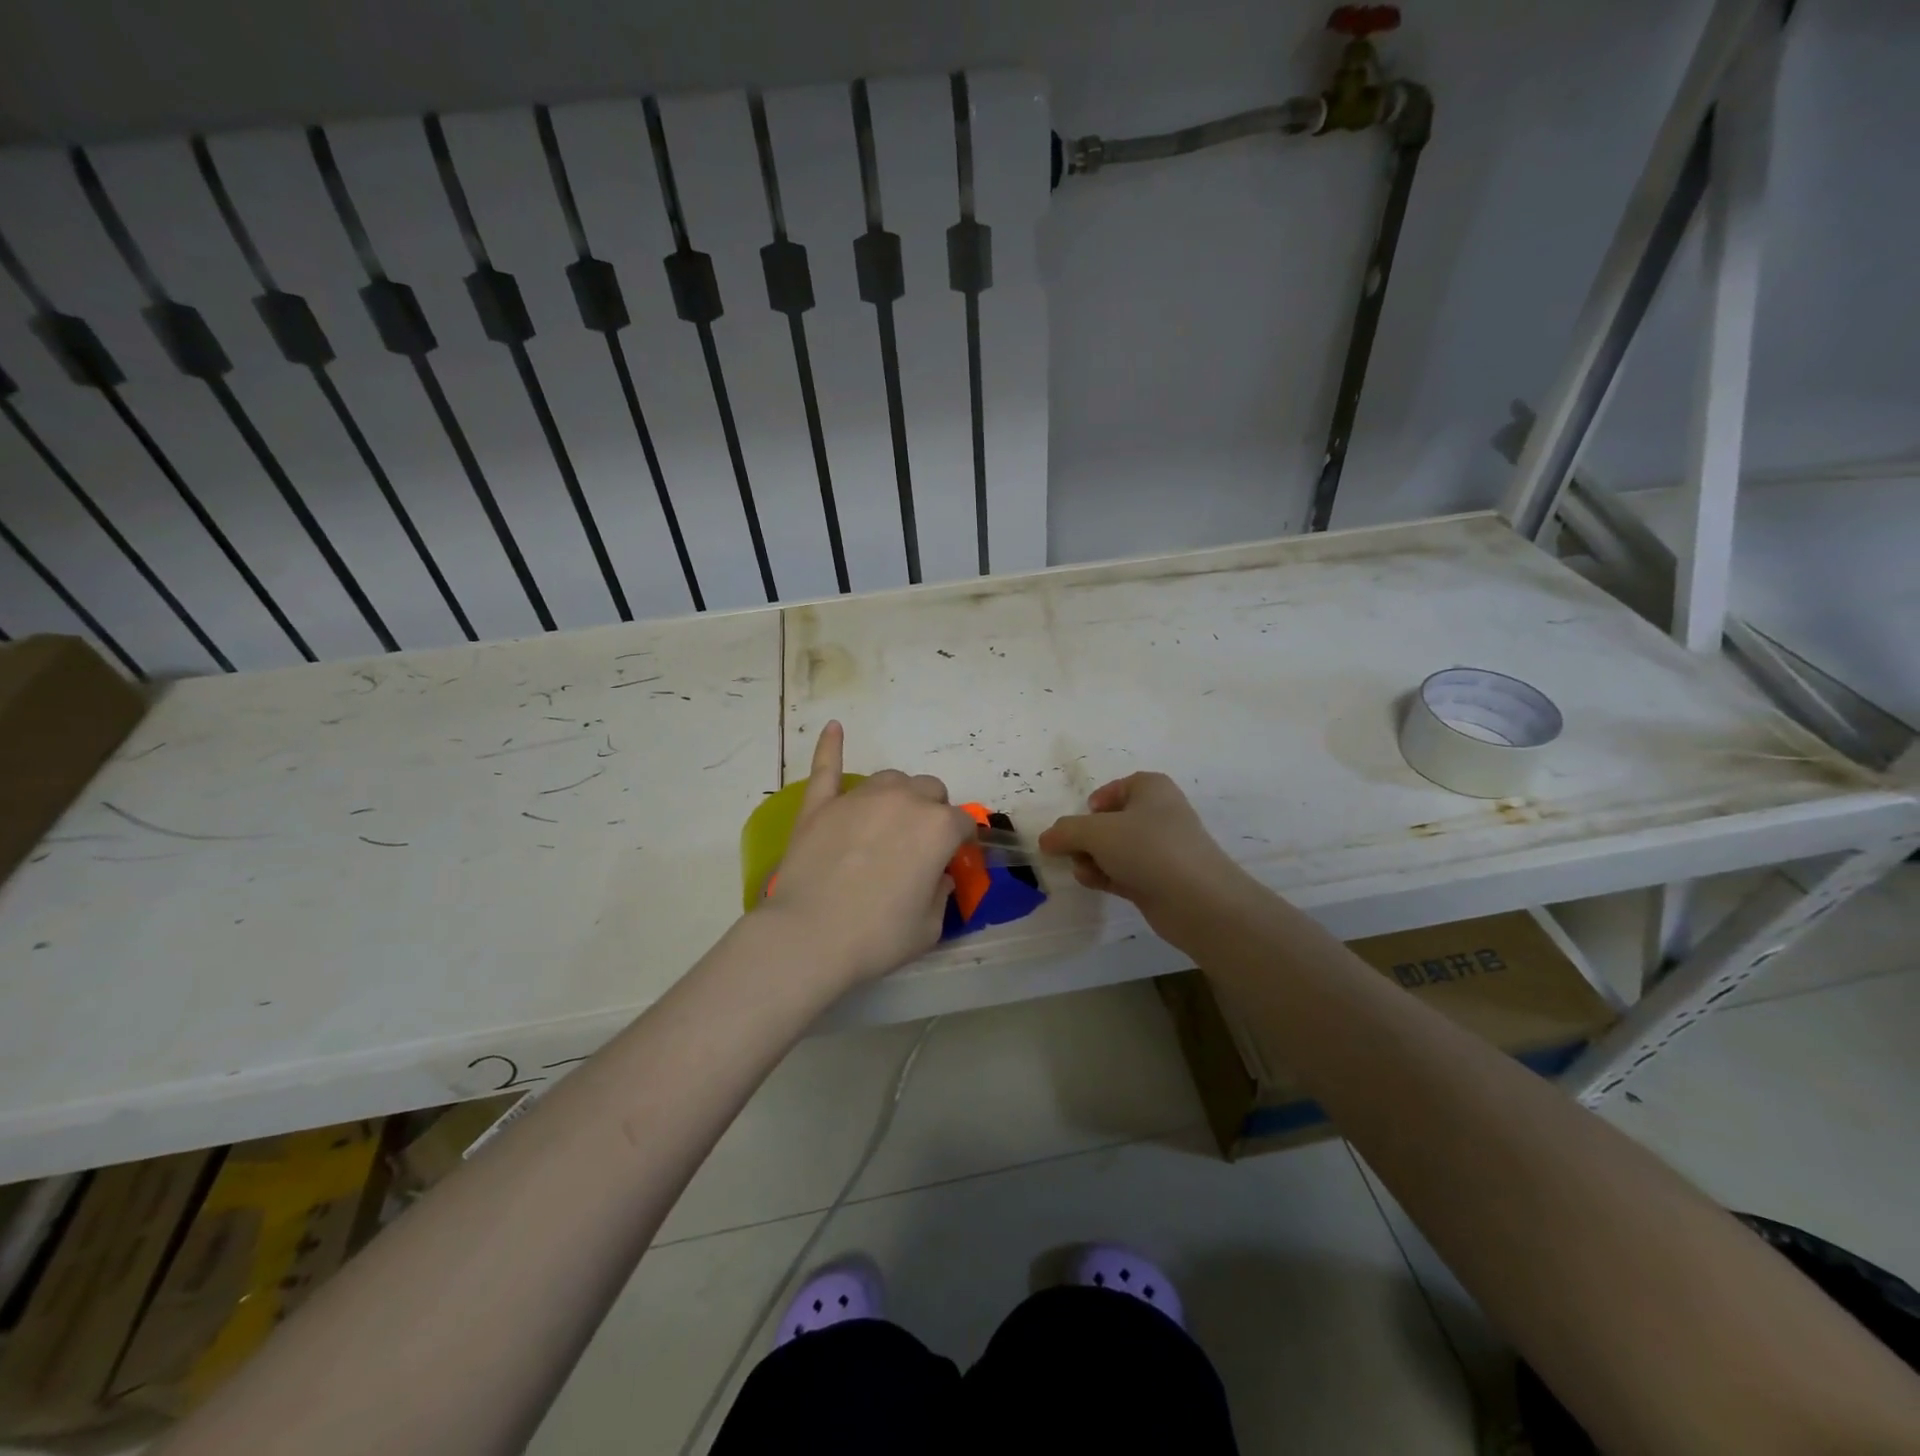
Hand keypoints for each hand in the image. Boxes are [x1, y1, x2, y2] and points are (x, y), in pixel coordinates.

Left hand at [763, 722, 975, 989]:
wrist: (809, 937)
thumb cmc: (878, 937)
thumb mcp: (929, 927)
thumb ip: (941, 894)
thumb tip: (937, 876)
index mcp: (938, 828)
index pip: (962, 823)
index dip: (960, 843)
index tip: (951, 861)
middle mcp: (903, 800)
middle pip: (929, 790)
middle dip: (931, 812)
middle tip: (916, 846)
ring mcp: (858, 798)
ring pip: (890, 779)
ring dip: (897, 795)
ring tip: (886, 822)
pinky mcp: (820, 805)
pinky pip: (827, 766)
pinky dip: (831, 747)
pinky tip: (834, 727)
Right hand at [1038, 772, 1250, 948]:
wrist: (1197, 899)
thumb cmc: (1147, 848)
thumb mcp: (1096, 832)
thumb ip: (1066, 832)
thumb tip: (1046, 839)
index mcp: (1151, 789)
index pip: (1116, 788)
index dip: (1094, 803)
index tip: (1080, 820)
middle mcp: (1158, 814)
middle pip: (1111, 821)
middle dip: (1086, 837)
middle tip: (1070, 850)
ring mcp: (1160, 850)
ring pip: (1115, 849)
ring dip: (1092, 858)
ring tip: (1082, 870)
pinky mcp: (1159, 880)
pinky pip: (1123, 871)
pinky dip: (1105, 875)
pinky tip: (1091, 882)